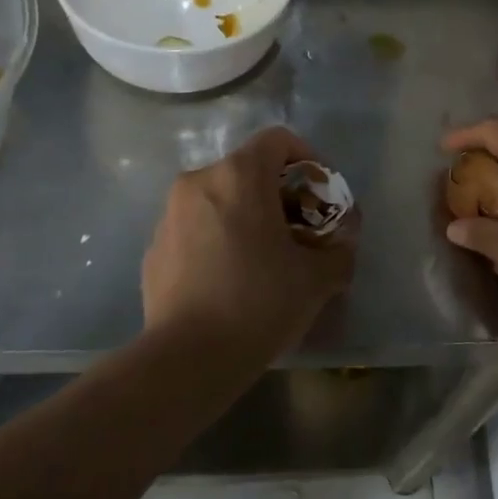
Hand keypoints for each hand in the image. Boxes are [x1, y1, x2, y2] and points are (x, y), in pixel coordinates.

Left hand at [142, 126, 356, 360]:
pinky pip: (196, 227)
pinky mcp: (154, 246)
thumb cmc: (259, 303)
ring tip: (266, 257)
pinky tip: (231, 278)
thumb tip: (343, 242)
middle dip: (280, 194)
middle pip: (248, 169)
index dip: (309, 159)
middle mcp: (199, 181)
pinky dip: (218, 237)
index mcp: (238, 175)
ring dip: (247, 215)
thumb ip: (340, 249)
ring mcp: (169, 214)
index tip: (321, 195)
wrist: (188, 358)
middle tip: (300, 230)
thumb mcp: (317, 278)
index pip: (278, 140)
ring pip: (220, 198)